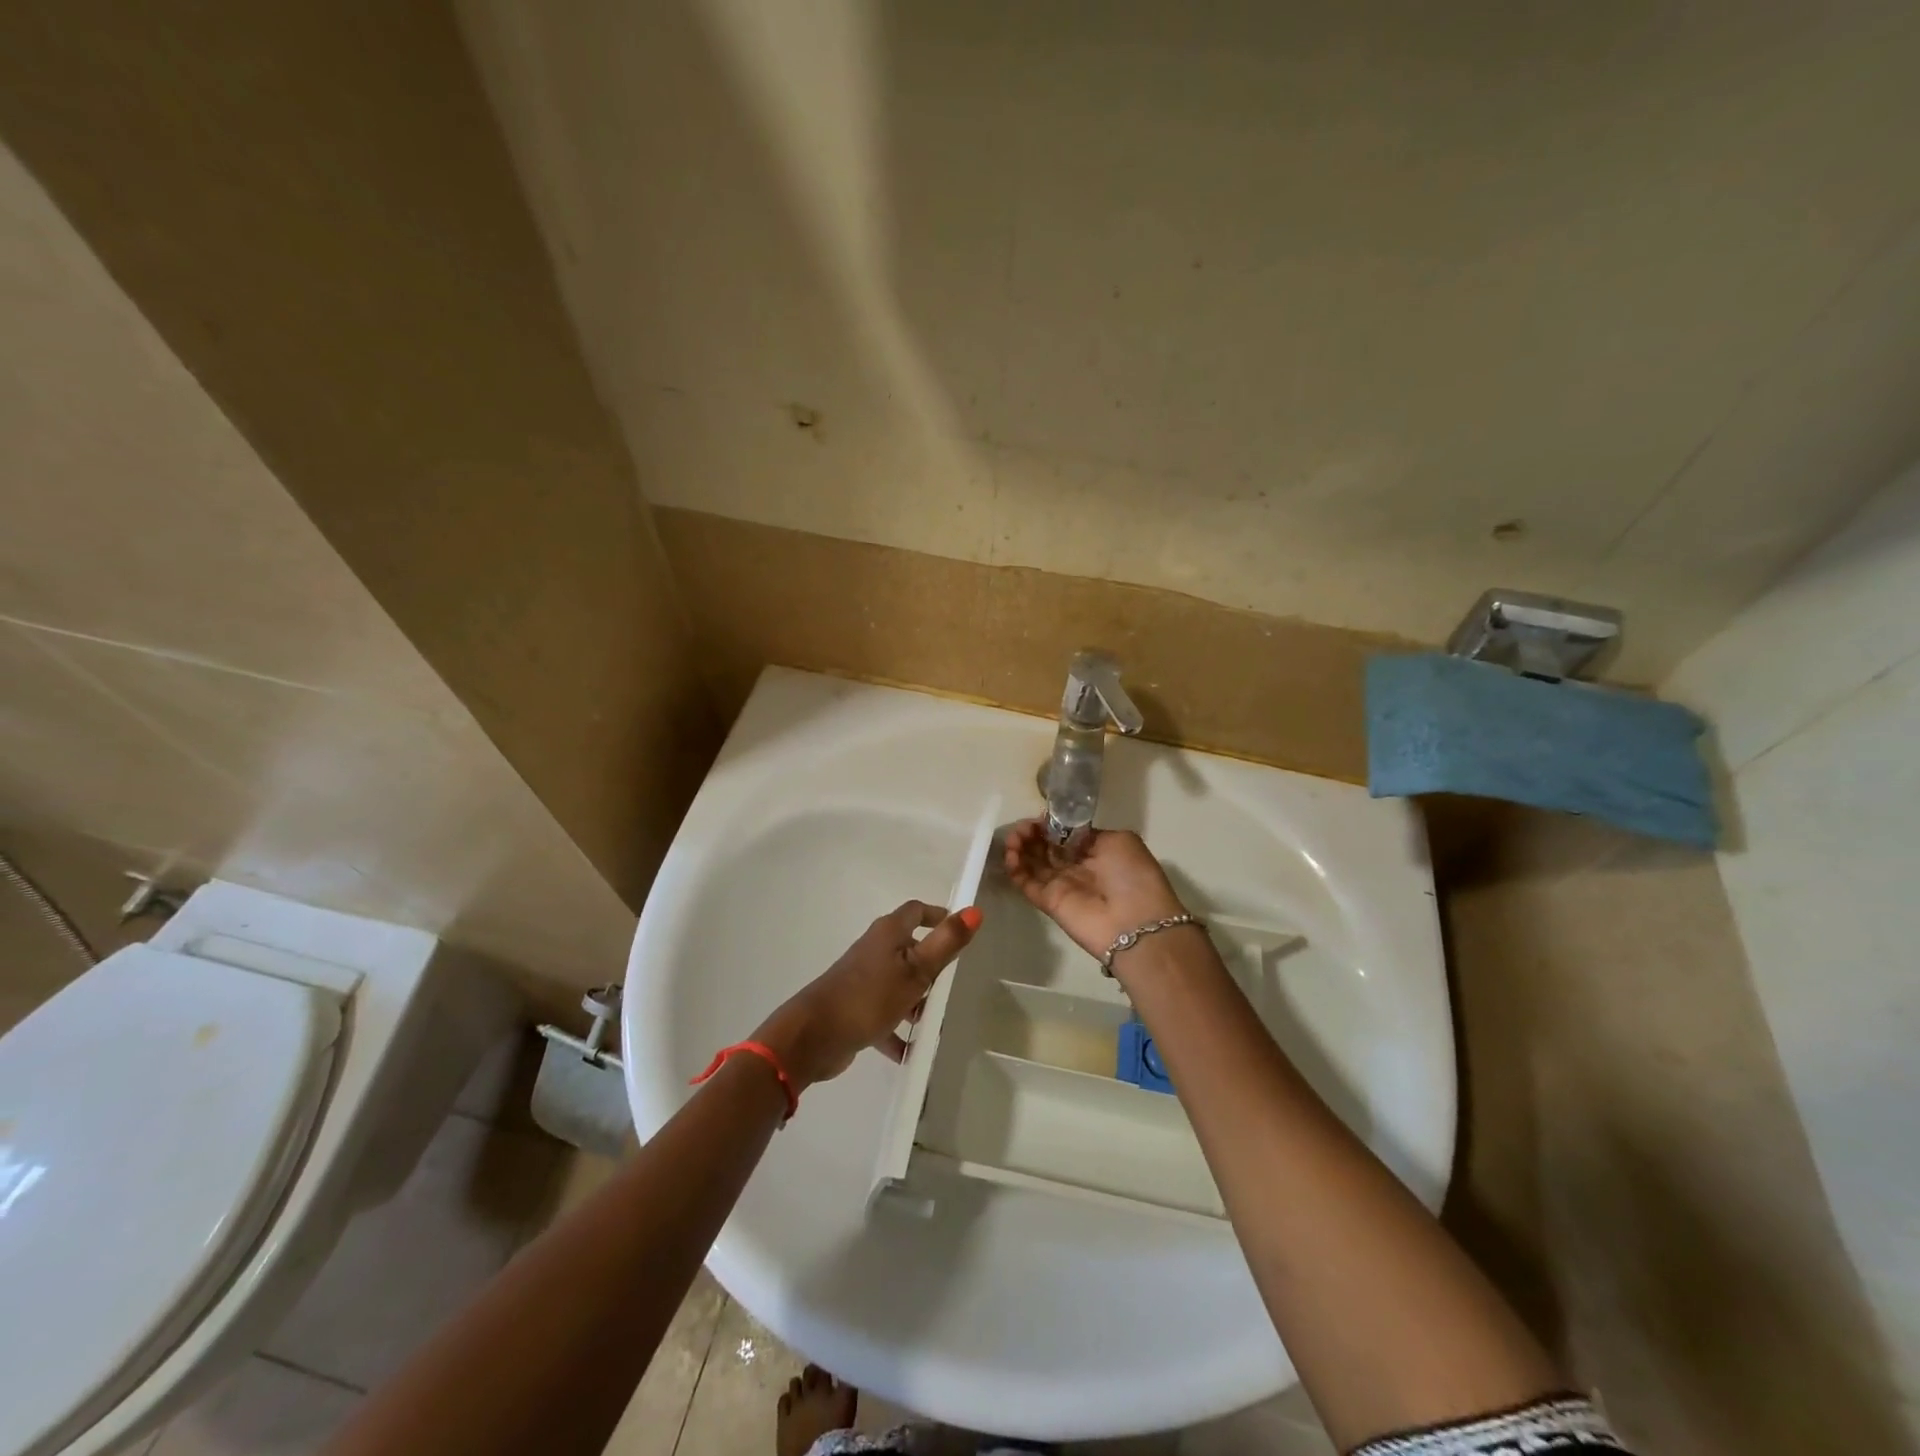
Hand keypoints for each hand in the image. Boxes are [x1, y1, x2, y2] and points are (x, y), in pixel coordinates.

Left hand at [752, 901, 981, 1090]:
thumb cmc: (869, 997)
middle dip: (930, 966)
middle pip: (908, 948)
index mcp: (888, 934)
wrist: (813, 1036)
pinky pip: (882, 1015)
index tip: (957, 929)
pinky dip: (896, 1030)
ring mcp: (861, 980)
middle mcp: (873, 950)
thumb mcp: (916, 970)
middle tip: (950, 985)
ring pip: (897, 983)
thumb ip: (946, 942)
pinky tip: (908, 1052)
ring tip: (931, 1022)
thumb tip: (974, 910)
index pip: (915, 911)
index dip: (937, 915)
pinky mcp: (853, 1008)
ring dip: (915, 1000)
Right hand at [1003, 820, 1186, 959]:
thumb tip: (1064, 831)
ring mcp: (1061, 885)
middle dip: (1032, 833)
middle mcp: (1076, 866)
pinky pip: (1026, 883)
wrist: (1136, 924)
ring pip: (1032, 862)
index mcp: (1096, 851)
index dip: (1050, 824)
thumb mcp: (1120, 841)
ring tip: (1014, 838)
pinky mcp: (1048, 902)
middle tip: (1023, 827)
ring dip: (1020, 847)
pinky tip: (1011, 854)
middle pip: (1046, 846)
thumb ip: (1089, 833)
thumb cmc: (1133, 876)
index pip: (1064, 834)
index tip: (1040, 816)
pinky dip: (1015, 868)